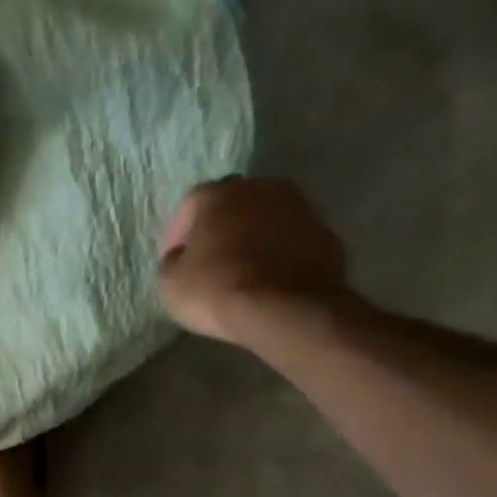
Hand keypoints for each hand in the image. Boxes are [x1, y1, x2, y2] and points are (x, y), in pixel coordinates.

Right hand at [158, 176, 350, 343]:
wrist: (287, 309)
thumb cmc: (217, 289)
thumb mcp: (169, 282)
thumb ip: (172, 261)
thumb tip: (183, 256)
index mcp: (218, 194)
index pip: (190, 205)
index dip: (179, 233)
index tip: (176, 258)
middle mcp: (261, 188)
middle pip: (233, 202)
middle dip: (220, 225)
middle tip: (211, 256)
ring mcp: (300, 207)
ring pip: (267, 216)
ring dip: (253, 235)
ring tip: (243, 266)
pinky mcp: (326, 232)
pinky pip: (291, 238)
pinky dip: (280, 251)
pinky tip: (270, 276)